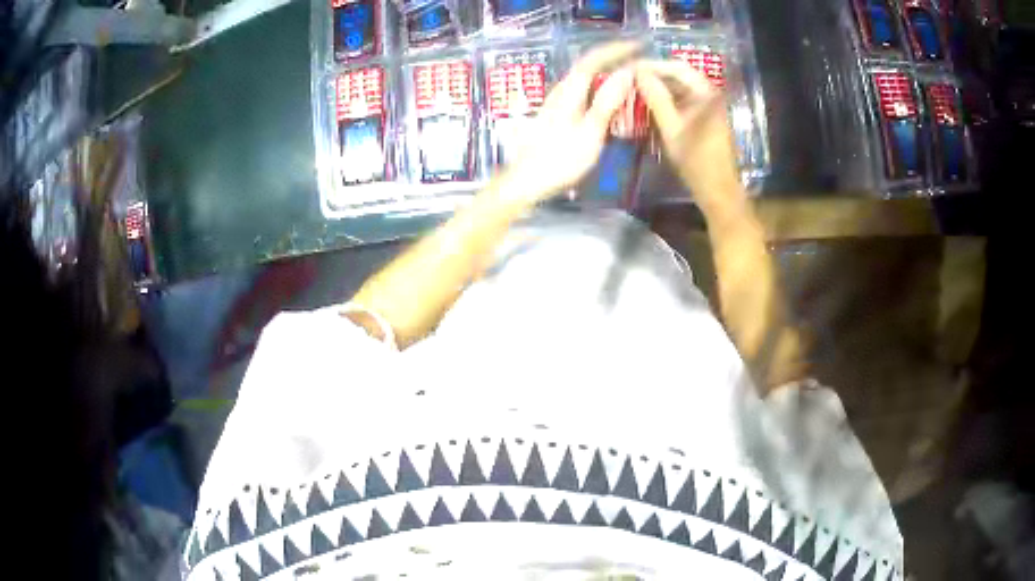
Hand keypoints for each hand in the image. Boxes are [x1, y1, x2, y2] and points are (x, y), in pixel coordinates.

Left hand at [496, 42, 640, 207]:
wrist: (525, 182)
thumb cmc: (559, 160)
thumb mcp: (590, 131)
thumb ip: (607, 101)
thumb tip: (626, 72)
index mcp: (569, 90)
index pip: (593, 59)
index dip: (616, 50)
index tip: (639, 46)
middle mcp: (561, 91)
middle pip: (590, 68)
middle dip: (614, 61)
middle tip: (641, 65)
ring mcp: (558, 104)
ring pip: (587, 82)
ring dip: (609, 78)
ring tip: (632, 82)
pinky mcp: (557, 118)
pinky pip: (585, 96)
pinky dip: (602, 94)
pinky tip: (612, 105)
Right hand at [635, 60, 746, 216]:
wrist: (718, 191)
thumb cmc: (696, 162)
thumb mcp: (672, 129)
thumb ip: (656, 98)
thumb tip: (638, 73)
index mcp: (707, 94)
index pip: (676, 67)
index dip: (652, 65)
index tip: (628, 67)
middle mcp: (711, 94)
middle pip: (679, 75)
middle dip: (654, 75)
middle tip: (628, 77)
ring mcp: (710, 105)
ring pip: (680, 88)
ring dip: (659, 87)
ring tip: (634, 88)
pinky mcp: (706, 117)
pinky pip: (684, 100)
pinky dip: (667, 100)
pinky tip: (648, 103)